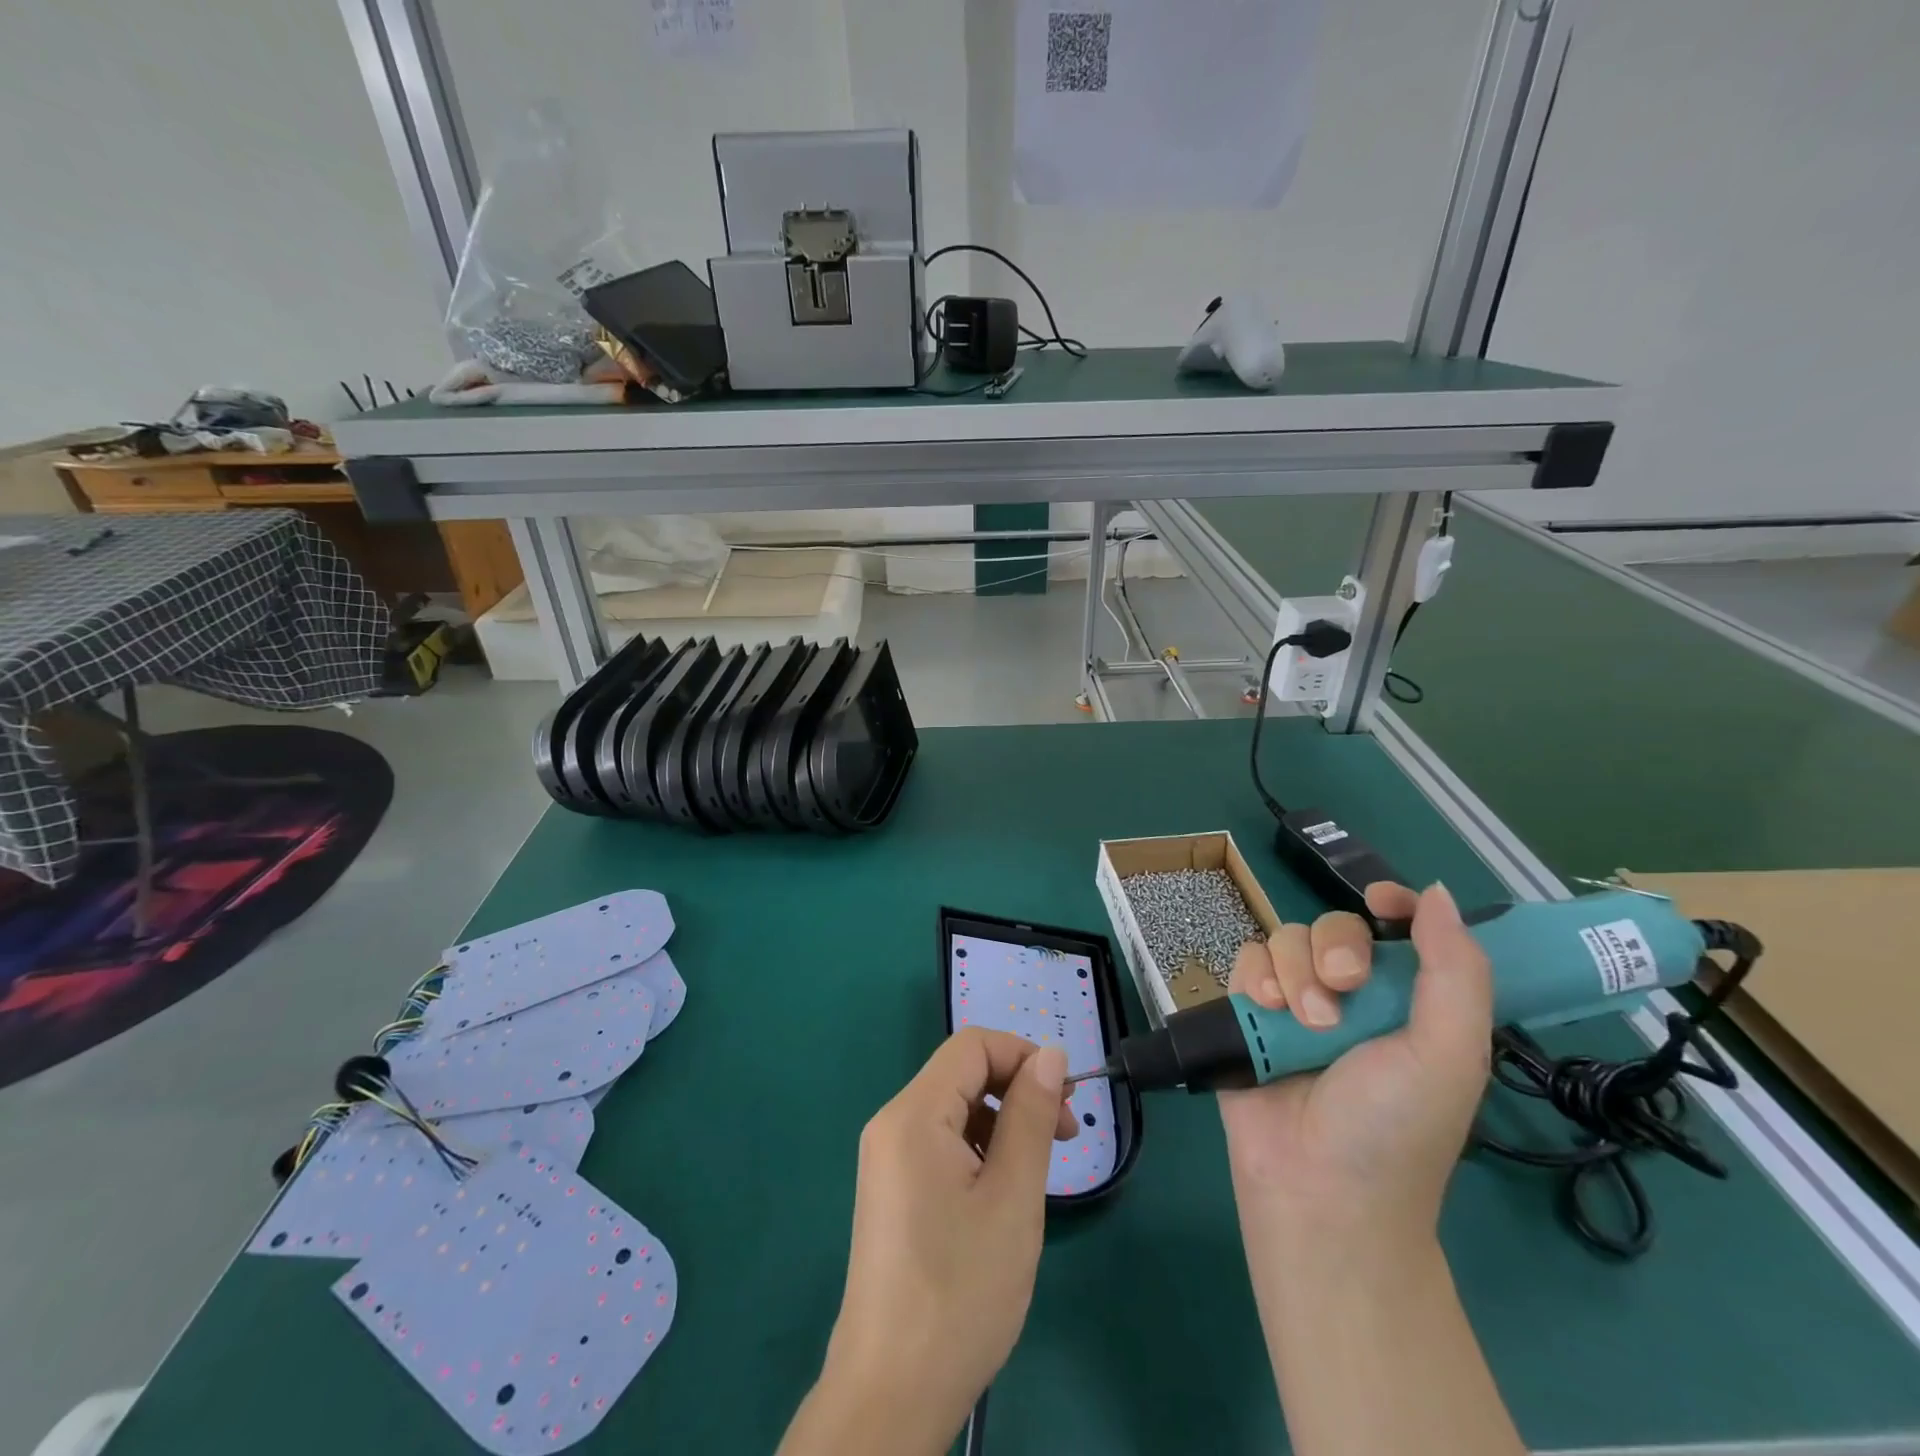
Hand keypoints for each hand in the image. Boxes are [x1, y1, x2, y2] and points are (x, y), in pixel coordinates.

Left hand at [778, 1030, 1073, 1455]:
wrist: (892, 1392)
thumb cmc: (960, 1291)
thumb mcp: (1012, 1198)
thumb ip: (1031, 1116)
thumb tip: (1051, 1055)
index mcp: (913, 1115)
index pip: (971, 1047)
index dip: (1023, 1056)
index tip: (1066, 1096)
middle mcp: (892, 1124)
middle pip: (961, 1074)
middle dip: (1017, 1089)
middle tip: (1065, 1132)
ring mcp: (887, 1158)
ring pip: (954, 1110)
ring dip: (1003, 1121)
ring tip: (1041, 1169)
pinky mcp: (892, 1189)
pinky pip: (940, 1143)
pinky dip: (980, 1149)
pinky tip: (1004, 1191)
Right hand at [1219, 882, 1491, 1248]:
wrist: (1318, 1189)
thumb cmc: (1396, 1127)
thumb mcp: (1448, 1054)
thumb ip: (1455, 971)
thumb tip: (1435, 892)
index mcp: (1406, 1002)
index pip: (1399, 930)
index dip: (1392, 904)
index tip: (1381, 901)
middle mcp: (1350, 994)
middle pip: (1333, 926)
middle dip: (1335, 951)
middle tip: (1342, 993)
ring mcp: (1294, 1001)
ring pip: (1286, 939)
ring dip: (1293, 973)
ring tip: (1300, 1023)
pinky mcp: (1248, 1011)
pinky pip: (1245, 958)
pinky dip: (1254, 976)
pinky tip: (1264, 1010)